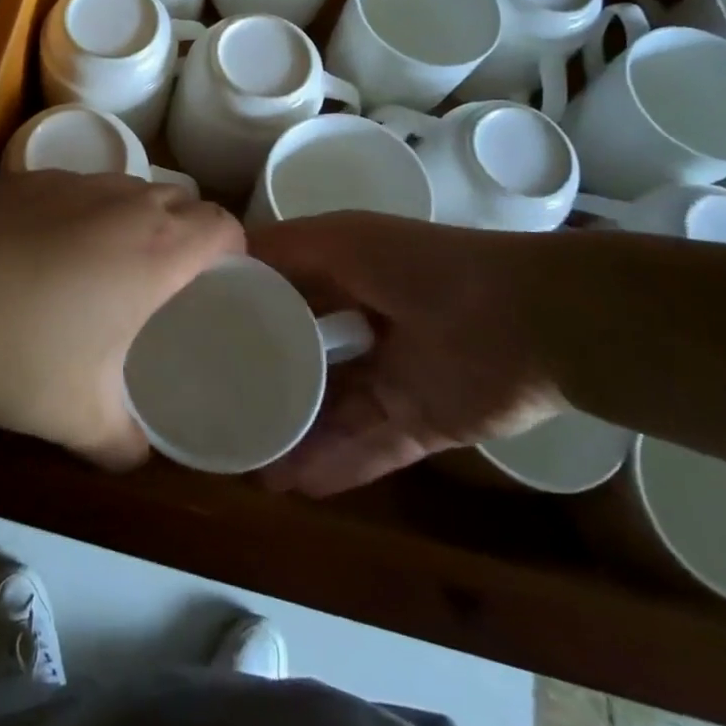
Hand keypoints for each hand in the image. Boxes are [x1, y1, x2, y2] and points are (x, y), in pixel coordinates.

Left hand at [0, 172, 241, 468]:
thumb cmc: (14, 358)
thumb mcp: (80, 420)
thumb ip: (124, 444)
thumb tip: (137, 456)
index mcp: (154, 251)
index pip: (223, 225)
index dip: (232, 251)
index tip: (217, 283)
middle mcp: (120, 203)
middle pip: (181, 197)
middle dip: (187, 232)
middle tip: (166, 282)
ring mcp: (68, 182)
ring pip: (127, 186)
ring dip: (135, 217)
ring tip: (106, 264)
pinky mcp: (22, 178)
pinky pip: (77, 186)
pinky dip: (83, 209)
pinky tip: (44, 250)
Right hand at [248, 213, 563, 495]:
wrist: (527, 320)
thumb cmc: (423, 267)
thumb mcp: (342, 240)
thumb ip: (284, 248)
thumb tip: (223, 258)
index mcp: (348, 277)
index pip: (286, 298)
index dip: (246, 315)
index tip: (198, 336)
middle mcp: (366, 327)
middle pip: (306, 361)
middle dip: (267, 384)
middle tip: (218, 410)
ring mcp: (394, 379)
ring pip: (332, 413)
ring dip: (294, 437)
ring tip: (247, 463)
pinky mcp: (421, 424)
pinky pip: (369, 450)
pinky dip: (334, 467)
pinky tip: (292, 485)